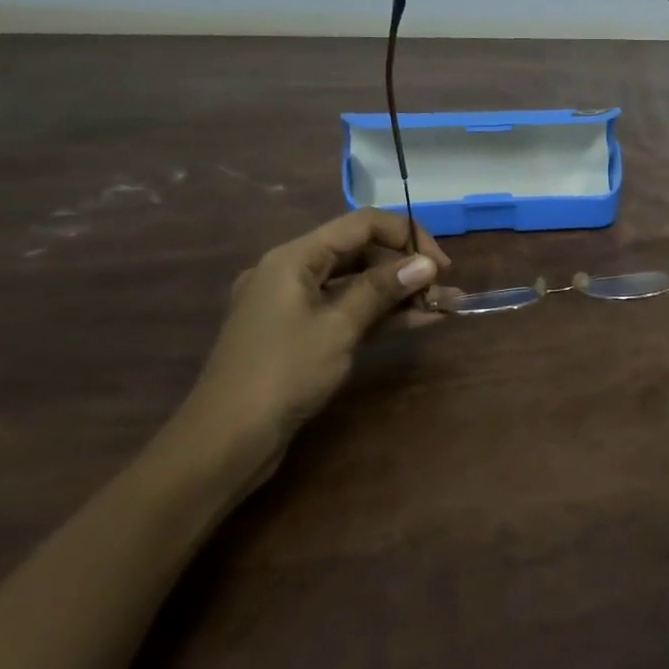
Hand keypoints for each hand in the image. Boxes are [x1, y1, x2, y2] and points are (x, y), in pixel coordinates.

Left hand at [167, 211, 450, 474]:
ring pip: (356, 285)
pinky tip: (419, 321)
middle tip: (443, 288)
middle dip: (405, 267)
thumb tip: (427, 263)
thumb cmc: (283, 373)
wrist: (224, 442)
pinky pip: (346, 312)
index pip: (361, 225)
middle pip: (359, 253)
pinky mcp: (299, 335)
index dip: (406, 236)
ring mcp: (293, 306)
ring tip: (443, 304)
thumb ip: (383, 289)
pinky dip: (380, 315)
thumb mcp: (339, 327)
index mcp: (293, 258)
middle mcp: (291, 272)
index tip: (440, 264)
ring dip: (398, 293)